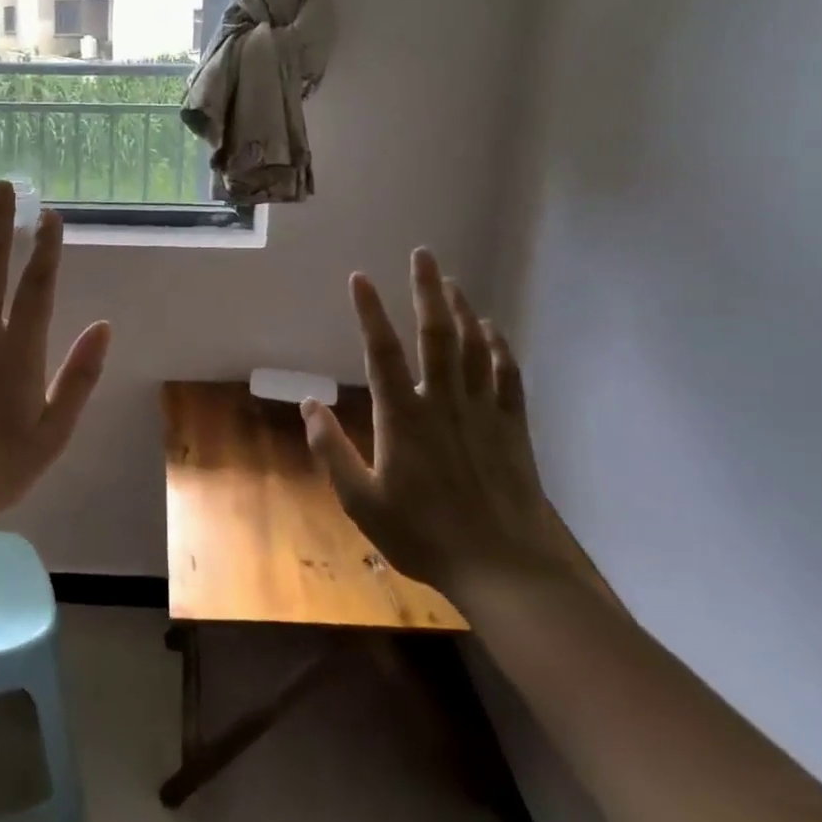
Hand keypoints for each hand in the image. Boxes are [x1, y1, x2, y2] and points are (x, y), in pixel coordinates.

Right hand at [301, 250, 563, 597]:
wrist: (502, 566)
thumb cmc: (422, 534)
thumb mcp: (360, 501)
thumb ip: (331, 449)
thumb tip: (309, 405)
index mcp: (403, 417)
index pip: (381, 352)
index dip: (369, 312)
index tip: (359, 278)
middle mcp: (443, 401)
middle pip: (436, 334)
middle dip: (427, 290)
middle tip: (423, 254)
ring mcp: (483, 411)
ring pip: (474, 346)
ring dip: (462, 309)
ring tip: (451, 281)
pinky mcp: (512, 427)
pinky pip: (507, 374)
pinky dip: (499, 346)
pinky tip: (492, 329)